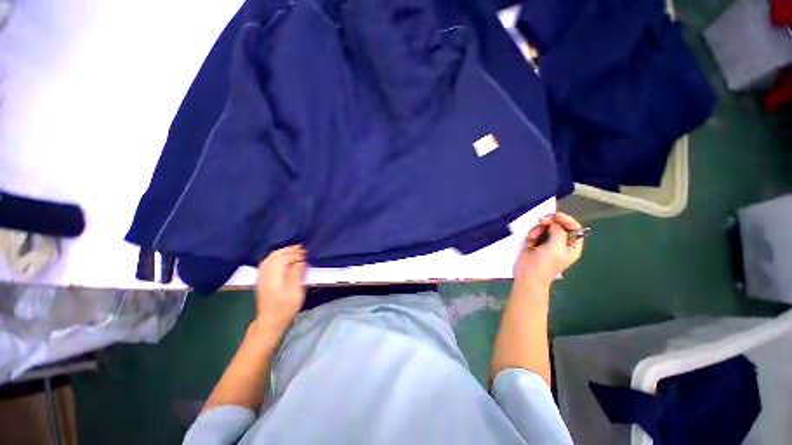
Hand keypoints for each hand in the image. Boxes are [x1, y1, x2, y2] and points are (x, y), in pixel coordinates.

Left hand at [254, 245, 306, 333]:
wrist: (270, 321)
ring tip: (292, 250)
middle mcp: (265, 274)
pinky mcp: (261, 281)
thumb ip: (296, 274)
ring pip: (269, 259)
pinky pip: (266, 263)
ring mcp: (261, 277)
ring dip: (281, 252)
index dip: (294, 255)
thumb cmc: (285, 307)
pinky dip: (274, 257)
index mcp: (274, 276)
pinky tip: (280, 259)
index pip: (283, 259)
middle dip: (287, 250)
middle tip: (300, 247)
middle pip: (274, 256)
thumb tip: (299, 262)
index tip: (305, 255)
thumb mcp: (295, 292)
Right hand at [514, 212, 583, 289]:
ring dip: (537, 229)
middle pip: (559, 225)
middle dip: (549, 223)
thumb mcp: (555, 249)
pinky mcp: (537, 242)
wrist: (527, 275)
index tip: (555, 215)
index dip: (566, 219)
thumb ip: (558, 233)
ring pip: (545, 227)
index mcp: (572, 246)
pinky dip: (532, 234)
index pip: (574, 227)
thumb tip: (555, 223)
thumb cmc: (544, 264)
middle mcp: (562, 243)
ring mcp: (549, 242)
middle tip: (541, 221)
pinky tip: (529, 242)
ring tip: (532, 238)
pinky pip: (536, 232)